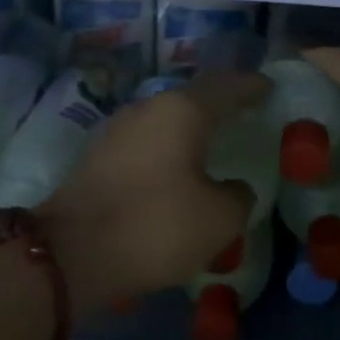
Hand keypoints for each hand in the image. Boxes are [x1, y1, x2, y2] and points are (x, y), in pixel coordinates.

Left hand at [36, 70, 270, 312]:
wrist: (71, 253)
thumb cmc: (155, 226)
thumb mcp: (219, 219)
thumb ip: (237, 196)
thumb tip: (233, 188)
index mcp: (181, 111)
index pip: (226, 87)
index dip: (250, 86)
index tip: (268, 86)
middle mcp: (147, 109)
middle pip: (192, 98)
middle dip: (219, 102)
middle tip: (244, 110)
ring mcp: (117, 130)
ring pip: (165, 118)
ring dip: (190, 126)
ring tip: (213, 138)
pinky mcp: (99, 156)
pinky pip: (146, 141)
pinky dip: (168, 147)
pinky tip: (177, 164)